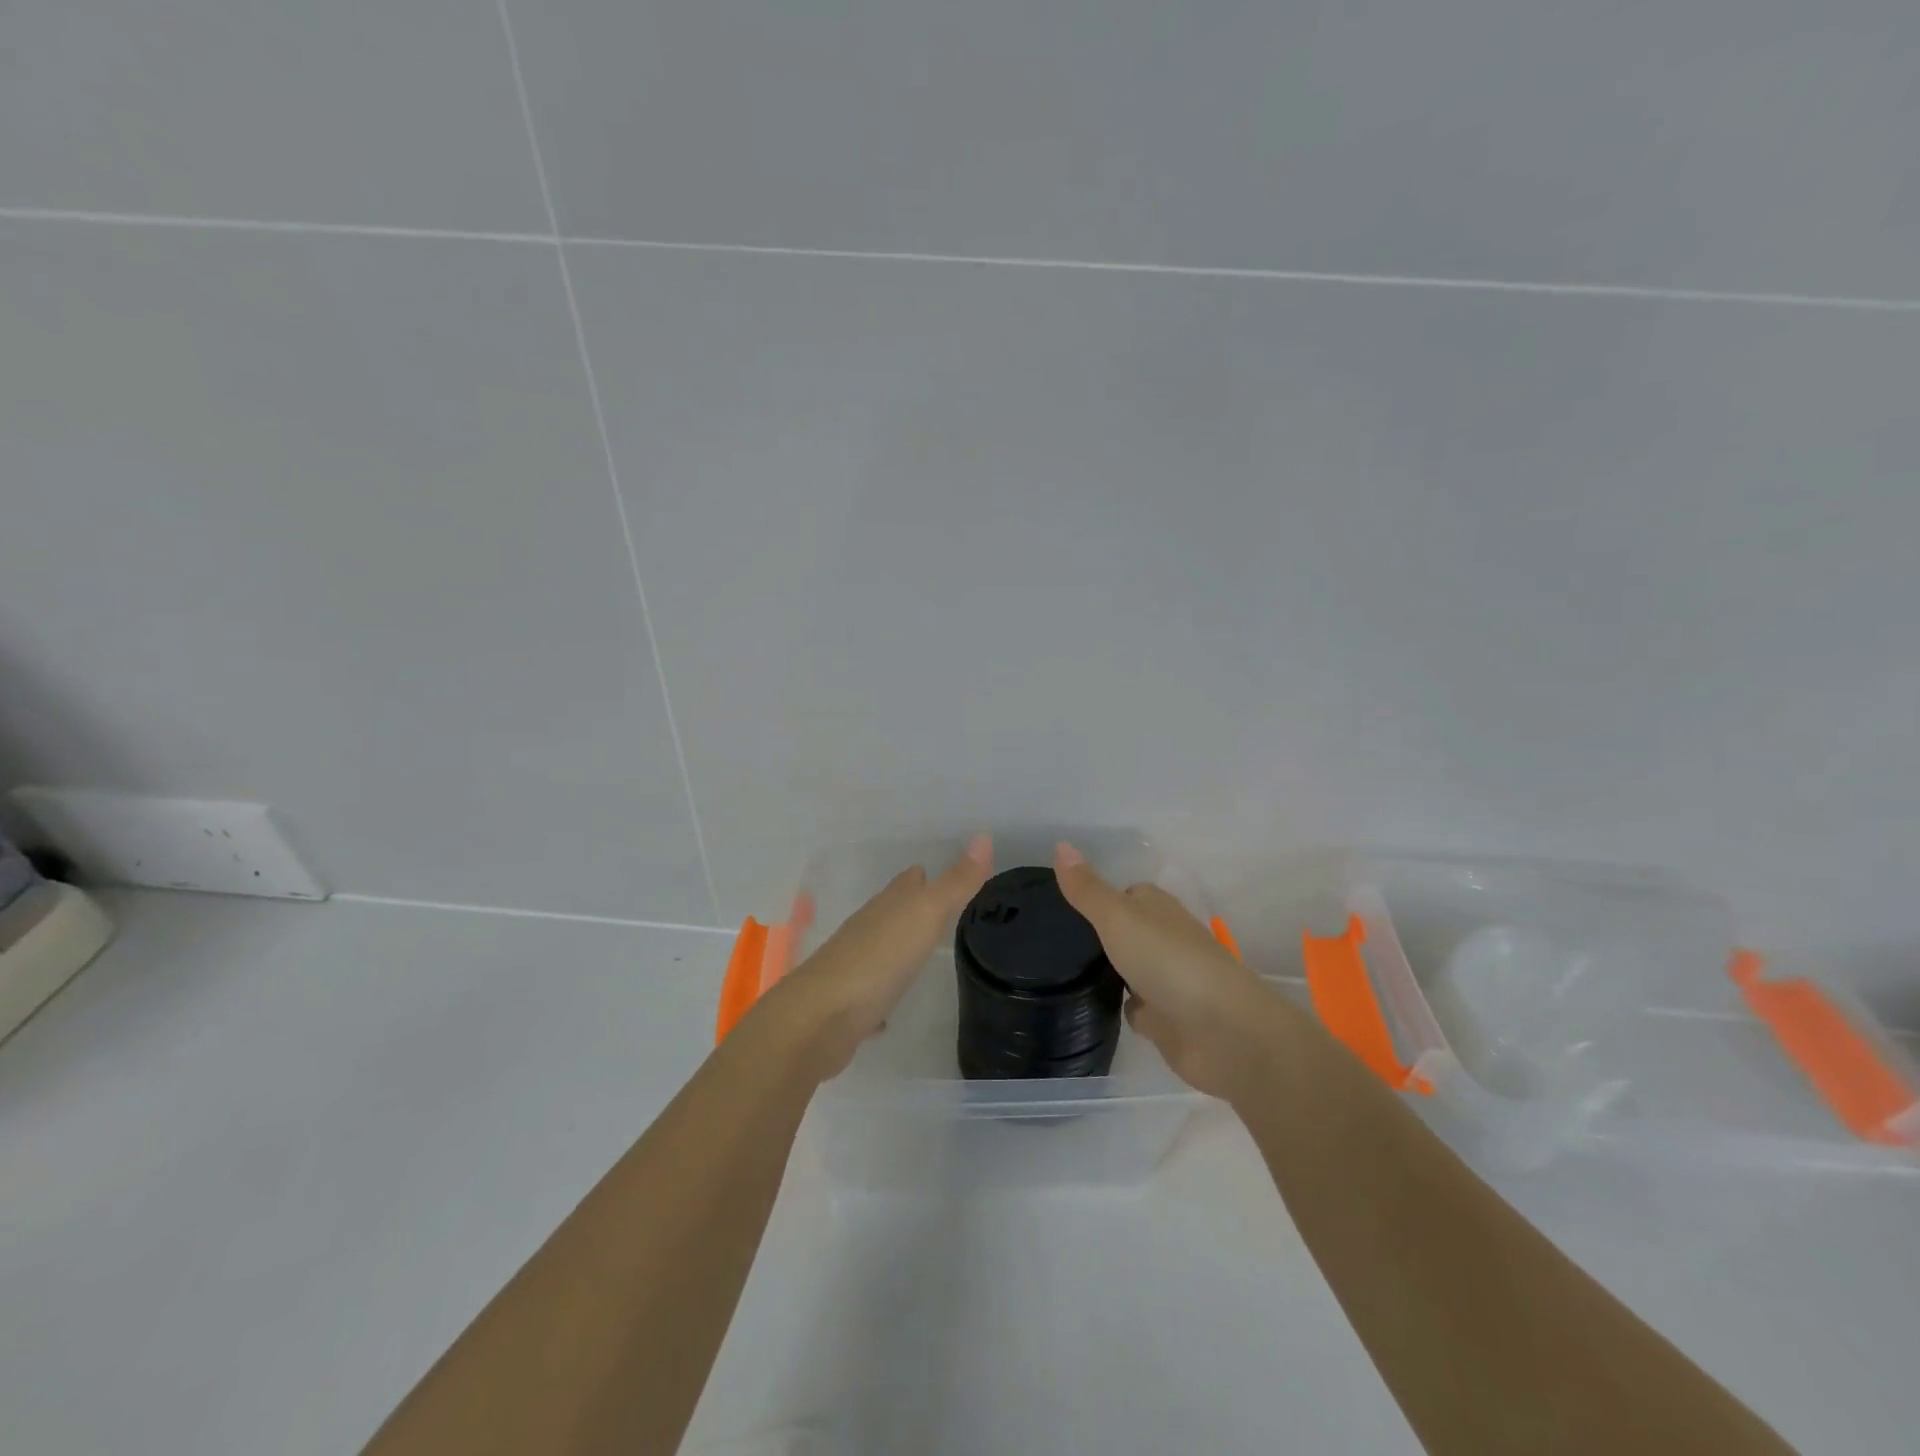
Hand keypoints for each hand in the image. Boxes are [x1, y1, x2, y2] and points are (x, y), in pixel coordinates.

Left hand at [756, 834, 994, 1079]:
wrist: (818, 1020)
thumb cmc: (877, 961)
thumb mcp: (925, 915)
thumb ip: (955, 883)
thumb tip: (984, 837)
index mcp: (886, 907)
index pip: (908, 882)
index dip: (925, 876)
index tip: (948, 877)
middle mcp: (866, 931)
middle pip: (892, 912)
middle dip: (914, 909)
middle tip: (945, 913)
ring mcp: (854, 968)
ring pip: (881, 950)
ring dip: (899, 949)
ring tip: (924, 954)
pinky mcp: (848, 1007)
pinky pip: (871, 995)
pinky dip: (882, 995)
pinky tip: (891, 1011)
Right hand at [1054, 842, 1289, 1100]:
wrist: (1221, 1032)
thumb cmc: (1168, 961)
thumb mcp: (1117, 917)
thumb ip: (1087, 889)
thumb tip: (1060, 845)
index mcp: (1158, 909)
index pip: (1126, 894)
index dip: (1100, 897)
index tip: (1064, 905)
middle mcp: (1165, 940)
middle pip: (1128, 932)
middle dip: (1101, 935)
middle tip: (1055, 940)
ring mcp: (1168, 982)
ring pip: (1131, 969)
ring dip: (1111, 972)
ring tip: (1062, 970)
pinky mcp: (1168, 1020)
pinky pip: (1138, 1009)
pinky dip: (1123, 1009)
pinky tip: (1094, 1008)